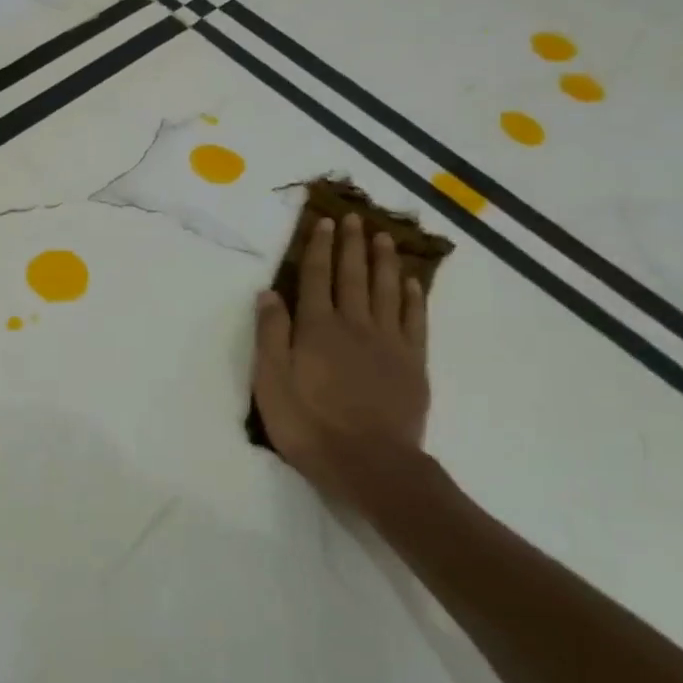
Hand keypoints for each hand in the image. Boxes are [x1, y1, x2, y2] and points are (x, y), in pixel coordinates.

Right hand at [252, 213, 449, 513]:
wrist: (370, 464)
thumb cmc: (310, 425)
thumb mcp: (271, 382)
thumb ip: (270, 334)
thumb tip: (268, 293)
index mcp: (316, 328)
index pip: (315, 278)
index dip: (318, 248)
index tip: (322, 222)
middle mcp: (353, 324)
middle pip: (352, 276)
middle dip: (351, 245)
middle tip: (354, 218)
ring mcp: (388, 342)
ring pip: (385, 290)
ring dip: (383, 261)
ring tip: (383, 237)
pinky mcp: (412, 362)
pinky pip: (414, 319)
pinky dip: (412, 297)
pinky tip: (411, 281)